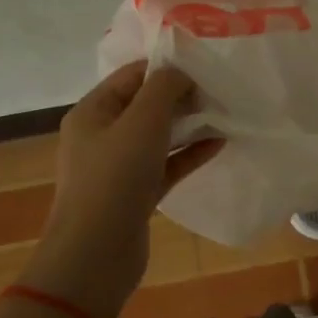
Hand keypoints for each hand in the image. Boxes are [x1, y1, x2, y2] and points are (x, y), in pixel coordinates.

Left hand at [26, 62, 222, 315]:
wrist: (96, 255)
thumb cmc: (115, 178)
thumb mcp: (142, 123)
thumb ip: (164, 89)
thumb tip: (182, 71)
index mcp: (93, 112)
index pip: (132, 76)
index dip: (166, 67)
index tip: (203, 63)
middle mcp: (102, 135)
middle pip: (146, 105)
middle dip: (181, 95)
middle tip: (219, 88)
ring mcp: (119, 167)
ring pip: (158, 136)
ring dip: (189, 124)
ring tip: (225, 112)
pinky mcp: (136, 193)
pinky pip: (166, 164)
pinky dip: (189, 153)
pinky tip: (219, 143)